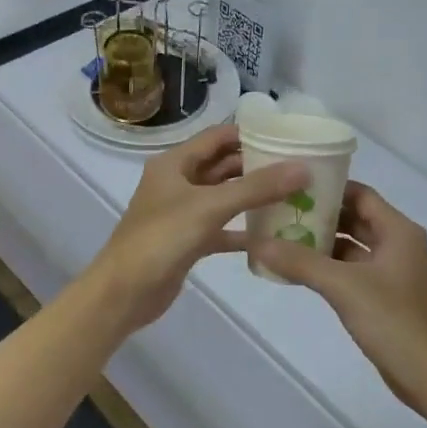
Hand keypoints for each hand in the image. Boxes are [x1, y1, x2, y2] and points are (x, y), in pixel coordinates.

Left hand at [83, 124, 307, 333]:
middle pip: (222, 166)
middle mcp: (177, 183)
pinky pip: (222, 229)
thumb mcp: (210, 207)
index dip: (250, 134)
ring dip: (253, 197)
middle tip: (298, 168)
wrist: (124, 293)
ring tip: (294, 195)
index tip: (287, 138)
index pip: (217, 137)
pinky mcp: (188, 241)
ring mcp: (182, 213)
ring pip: (224, 197)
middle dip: (257, 166)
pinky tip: (274, 235)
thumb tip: (303, 168)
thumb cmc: (161, 239)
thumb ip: (256, 187)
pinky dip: (244, 230)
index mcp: (174, 163)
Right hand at [251, 182, 426, 418]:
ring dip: (322, 243)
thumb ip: (300, 262)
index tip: (290, 186)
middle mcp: (398, 245)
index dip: (328, 187)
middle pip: (355, 218)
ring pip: (353, 247)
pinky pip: (353, 272)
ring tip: (281, 238)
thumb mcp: (344, 287)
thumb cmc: (396, 323)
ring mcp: (393, 273)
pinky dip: (329, 268)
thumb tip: (257, 242)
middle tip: (279, 211)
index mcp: (398, 231)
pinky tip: (299, 272)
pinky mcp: (386, 298)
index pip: (360, 194)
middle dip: (319, 215)